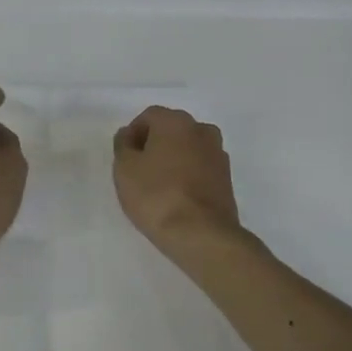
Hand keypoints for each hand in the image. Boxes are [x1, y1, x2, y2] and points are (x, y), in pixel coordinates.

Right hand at [112, 106, 242, 261]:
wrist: (201, 234)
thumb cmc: (156, 195)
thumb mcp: (125, 169)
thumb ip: (123, 145)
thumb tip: (128, 135)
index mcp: (176, 121)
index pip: (148, 116)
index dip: (133, 134)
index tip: (125, 157)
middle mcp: (201, 130)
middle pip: (171, 130)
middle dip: (154, 144)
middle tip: (139, 170)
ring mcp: (218, 154)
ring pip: (188, 148)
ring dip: (173, 159)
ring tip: (158, 185)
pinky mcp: (227, 178)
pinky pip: (200, 167)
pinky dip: (188, 175)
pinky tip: (176, 196)